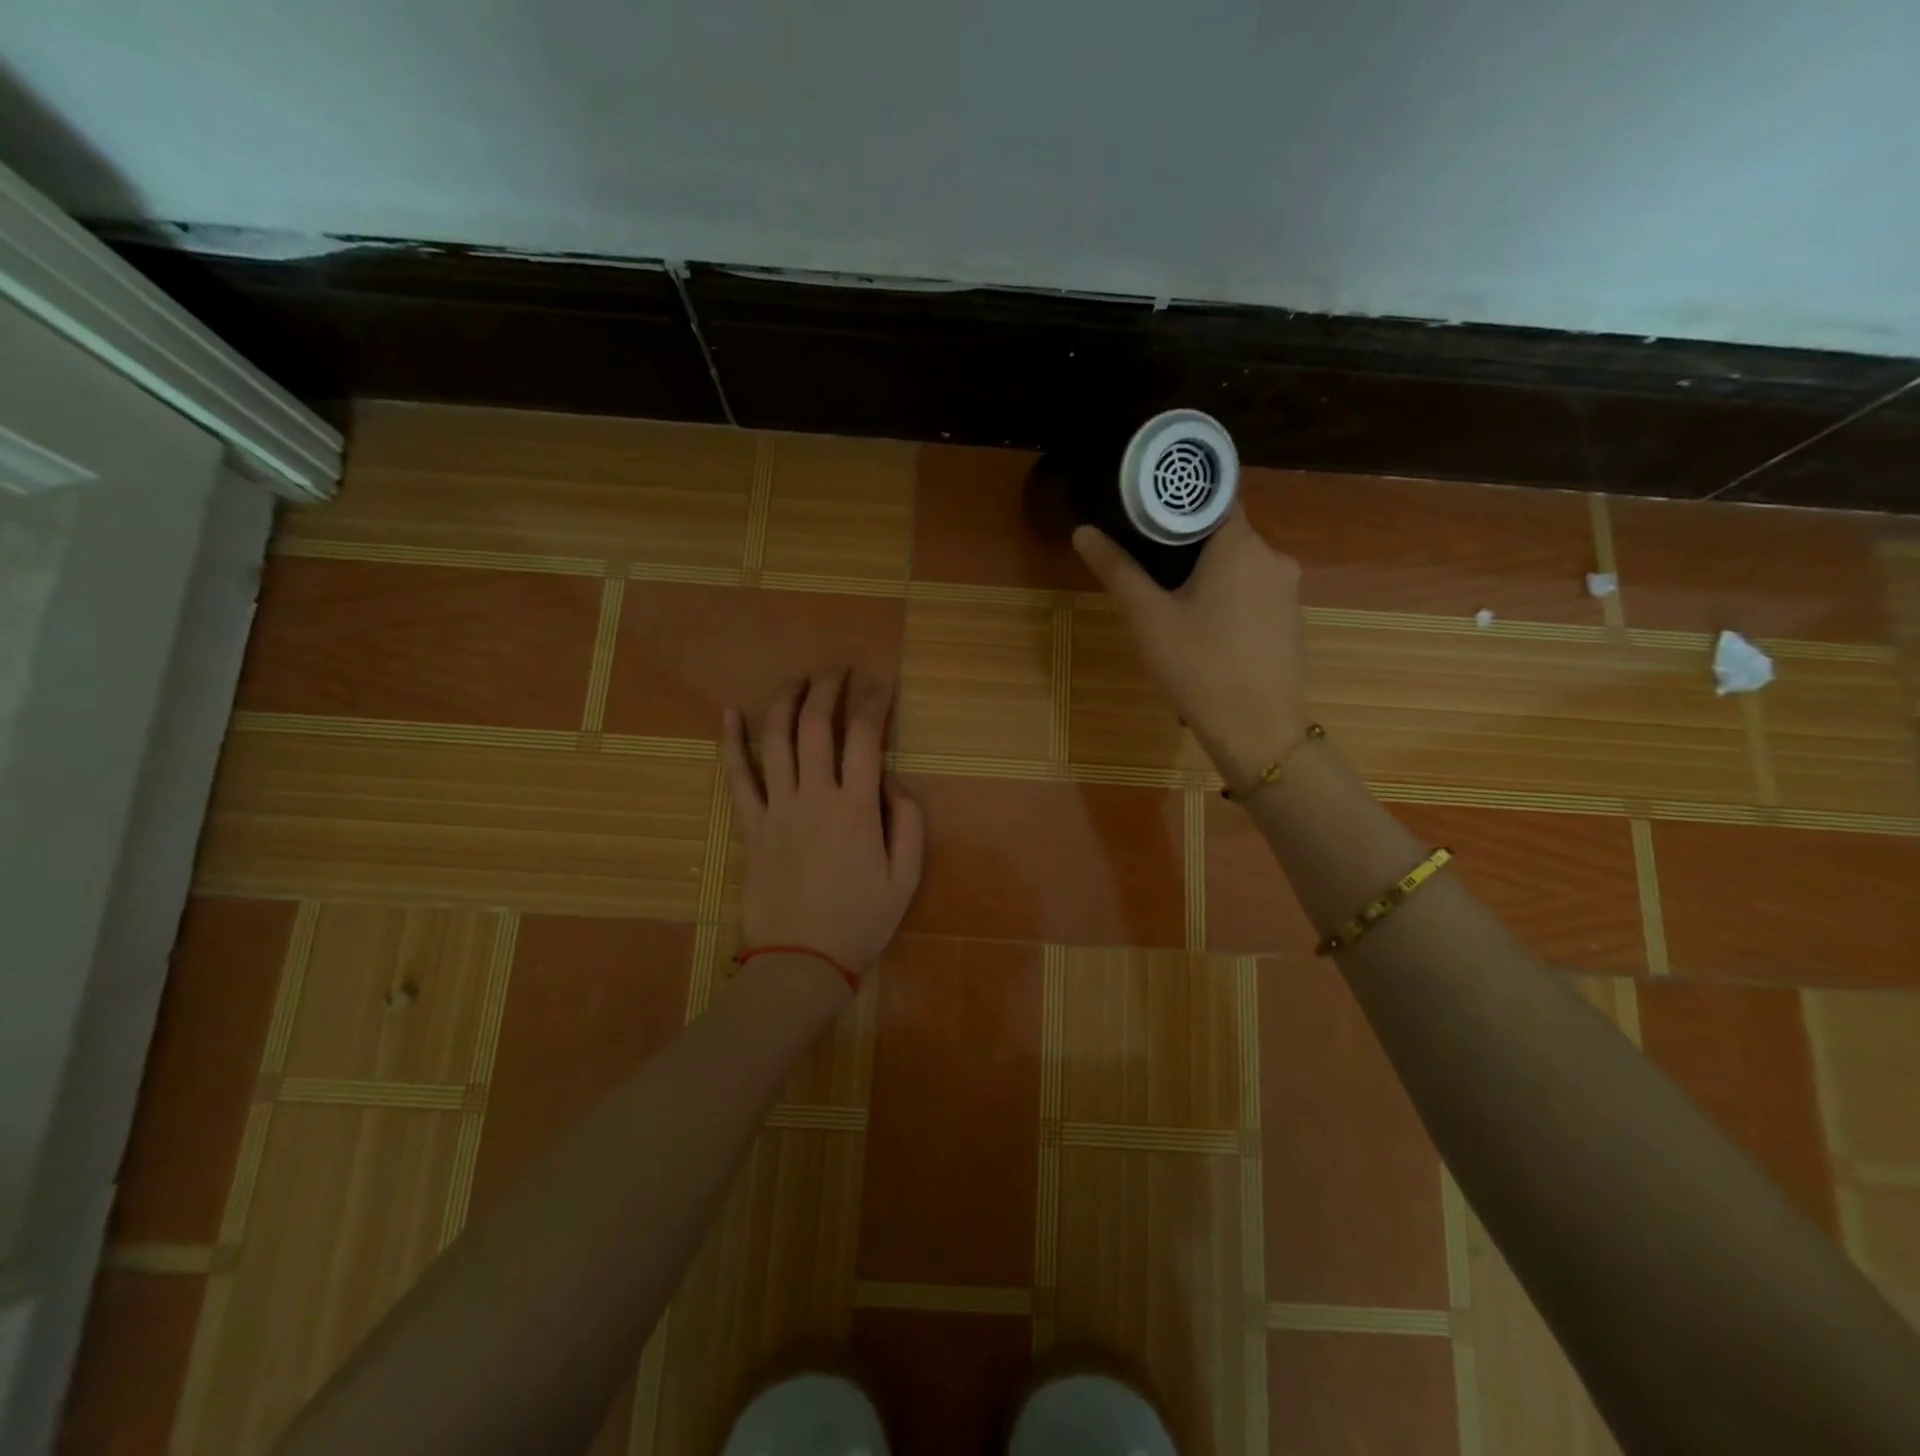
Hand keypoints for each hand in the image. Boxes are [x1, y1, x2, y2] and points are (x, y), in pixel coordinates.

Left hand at [721, 670, 925, 982]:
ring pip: (775, 740)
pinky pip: (737, 778)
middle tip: (839, 672)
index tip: (882, 684)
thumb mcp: (906, 878)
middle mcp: (814, 798)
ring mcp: (777, 809)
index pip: (865, 737)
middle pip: (816, 726)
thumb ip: (909, 823)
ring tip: (798, 680)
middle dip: (828, 689)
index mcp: (856, 809)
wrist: (801, 962)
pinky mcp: (751, 826)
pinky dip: (731, 742)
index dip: (874, 703)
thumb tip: (893, 781)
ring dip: (785, 701)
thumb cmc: (860, 922)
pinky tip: (728, 714)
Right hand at [1073, 507, 1308, 783]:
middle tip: (1147, 568)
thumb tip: (1083, 531)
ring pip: (1239, 565)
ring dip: (1207, 575)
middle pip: (1224, 533)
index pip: (1213, 498)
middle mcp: (1274, 557)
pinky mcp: (1291, 620)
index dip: (1178, 503)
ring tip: (1171, 604)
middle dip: (1186, 545)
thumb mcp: (1148, 618)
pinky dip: (1228, 598)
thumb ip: (1117, 570)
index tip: (1146, 517)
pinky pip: (1253, 592)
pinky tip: (1205, 631)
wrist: (1258, 731)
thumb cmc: (1198, 668)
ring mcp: (1288, 590)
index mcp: (1240, 545)